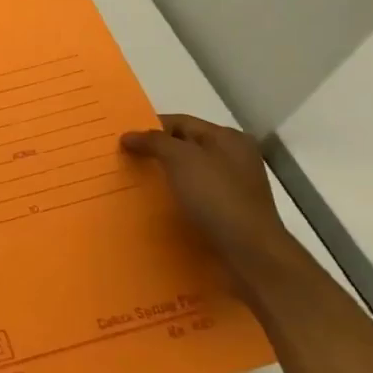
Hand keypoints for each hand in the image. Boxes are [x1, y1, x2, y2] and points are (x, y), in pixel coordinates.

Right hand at [121, 115, 295, 278]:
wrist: (249, 249)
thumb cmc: (215, 196)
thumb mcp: (180, 159)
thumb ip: (153, 141)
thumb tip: (128, 135)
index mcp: (227, 137)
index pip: (180, 122)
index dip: (149, 128)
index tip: (123, 141)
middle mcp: (235, 156)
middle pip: (185, 145)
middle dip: (156, 152)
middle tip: (127, 161)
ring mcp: (235, 183)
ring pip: (190, 170)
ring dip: (165, 174)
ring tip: (138, 184)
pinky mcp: (231, 208)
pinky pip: (197, 192)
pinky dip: (177, 194)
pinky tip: (161, 204)